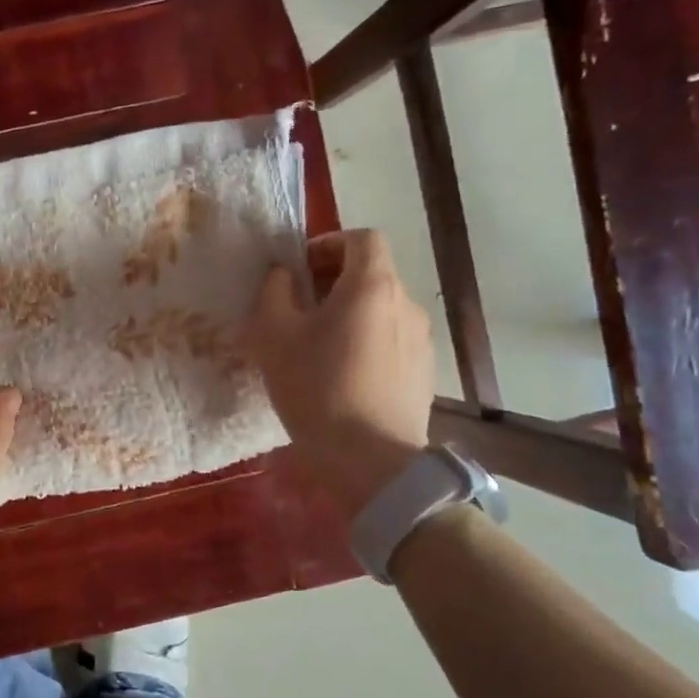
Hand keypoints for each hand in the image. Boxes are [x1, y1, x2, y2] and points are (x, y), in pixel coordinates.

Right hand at [245, 229, 435, 512]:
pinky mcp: (424, 373)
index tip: (302, 269)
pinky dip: (368, 343)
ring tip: (320, 347)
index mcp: (372, 285)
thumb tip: (283, 275)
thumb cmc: (316, 387)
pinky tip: (344, 377)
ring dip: (352, 315)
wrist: (369, 459)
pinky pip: (391, 342)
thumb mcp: (273, 336)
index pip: (362, 238)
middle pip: (373, 274)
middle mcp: (406, 304)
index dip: (329, 244)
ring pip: (382, 310)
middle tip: (301, 309)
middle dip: (335, 281)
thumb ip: (274, 293)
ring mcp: (421, 340)